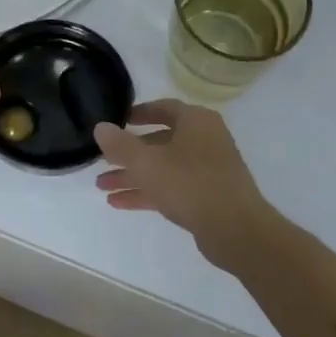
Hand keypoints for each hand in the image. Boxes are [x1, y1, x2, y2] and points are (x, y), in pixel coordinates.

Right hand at [94, 101, 276, 265]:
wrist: (235, 228)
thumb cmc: (190, 184)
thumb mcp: (147, 163)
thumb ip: (120, 145)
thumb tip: (100, 127)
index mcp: (196, 121)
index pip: (164, 108)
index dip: (138, 113)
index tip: (116, 122)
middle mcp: (204, 140)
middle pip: (160, 141)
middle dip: (128, 154)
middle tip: (101, 162)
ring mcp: (208, 169)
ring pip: (163, 167)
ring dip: (133, 176)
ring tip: (102, 187)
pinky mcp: (207, 195)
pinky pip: (171, 187)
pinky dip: (147, 192)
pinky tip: (119, 203)